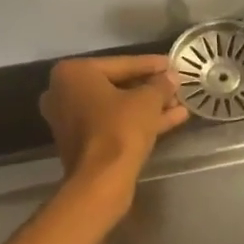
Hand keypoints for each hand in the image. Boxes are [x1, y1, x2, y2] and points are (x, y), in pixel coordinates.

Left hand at [39, 55, 188, 209]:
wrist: (101, 180)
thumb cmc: (120, 129)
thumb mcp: (147, 100)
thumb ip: (160, 84)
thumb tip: (171, 77)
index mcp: (73, 73)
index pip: (120, 63)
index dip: (150, 64)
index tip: (172, 63)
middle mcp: (64, 92)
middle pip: (116, 85)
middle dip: (149, 88)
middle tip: (175, 85)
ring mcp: (69, 119)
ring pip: (117, 107)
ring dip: (148, 106)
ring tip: (179, 104)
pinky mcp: (80, 142)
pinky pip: (112, 124)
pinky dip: (137, 121)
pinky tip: (172, 119)